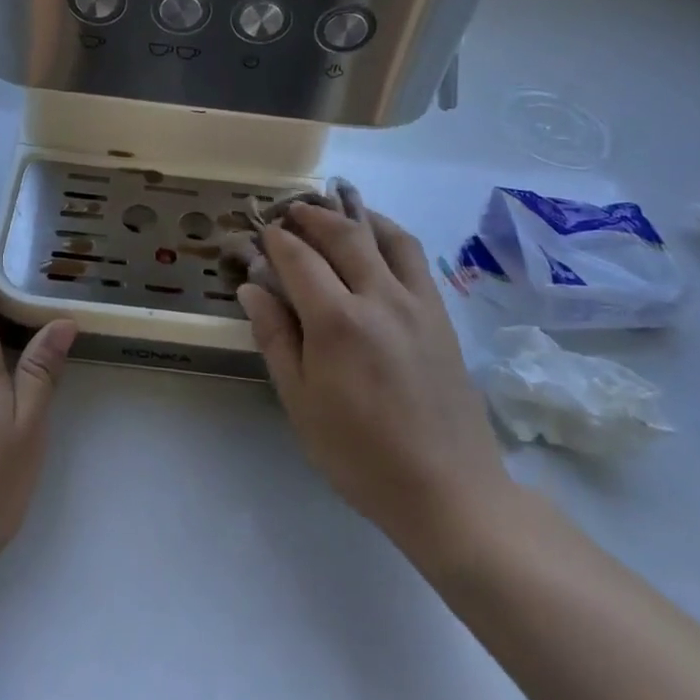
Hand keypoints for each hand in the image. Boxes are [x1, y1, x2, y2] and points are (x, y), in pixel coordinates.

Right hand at [238, 202, 514, 575]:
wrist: (447, 489)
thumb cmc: (360, 454)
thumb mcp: (301, 402)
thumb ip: (275, 338)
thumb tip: (251, 287)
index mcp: (337, 322)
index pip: (298, 259)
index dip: (275, 240)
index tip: (259, 232)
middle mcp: (379, 297)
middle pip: (342, 235)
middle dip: (311, 216)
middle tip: (290, 211)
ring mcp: (416, 302)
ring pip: (384, 236)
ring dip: (353, 215)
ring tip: (333, 209)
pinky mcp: (440, 314)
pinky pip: (413, 257)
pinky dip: (389, 234)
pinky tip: (376, 240)